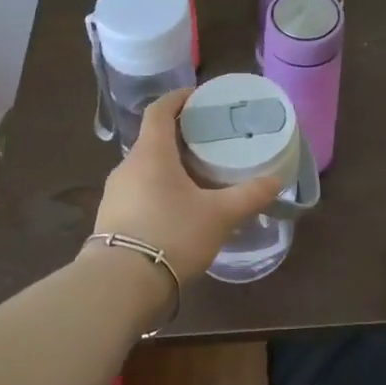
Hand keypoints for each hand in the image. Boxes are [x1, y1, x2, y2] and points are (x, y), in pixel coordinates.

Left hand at [92, 88, 285, 283]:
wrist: (118, 287)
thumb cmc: (171, 235)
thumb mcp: (218, 216)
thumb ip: (248, 195)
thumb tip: (276, 180)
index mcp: (151, 152)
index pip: (160, 110)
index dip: (178, 98)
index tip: (199, 97)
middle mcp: (128, 166)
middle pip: (154, 138)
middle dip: (180, 135)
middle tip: (209, 140)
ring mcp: (115, 193)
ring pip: (145, 166)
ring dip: (169, 164)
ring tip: (198, 175)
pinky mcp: (110, 219)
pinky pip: (138, 190)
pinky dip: (158, 188)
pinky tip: (177, 208)